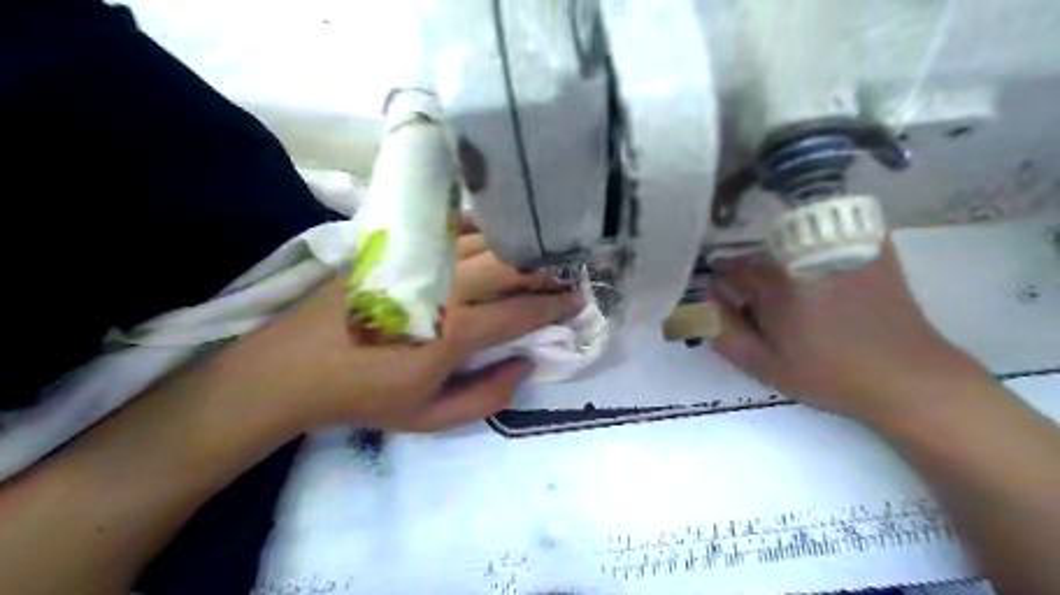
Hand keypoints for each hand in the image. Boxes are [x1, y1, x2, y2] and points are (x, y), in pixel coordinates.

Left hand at [219, 233, 575, 431]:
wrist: (296, 367)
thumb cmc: (367, 396)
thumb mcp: (431, 417)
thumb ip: (487, 396)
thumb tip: (525, 363)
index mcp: (453, 333)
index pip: (520, 312)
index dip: (554, 305)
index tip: (576, 299)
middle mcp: (444, 288)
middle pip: (510, 265)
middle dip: (545, 269)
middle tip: (564, 273)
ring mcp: (420, 261)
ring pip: (485, 241)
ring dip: (518, 247)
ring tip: (537, 253)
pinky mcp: (398, 249)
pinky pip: (449, 229)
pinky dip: (479, 228)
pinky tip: (492, 233)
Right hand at [706, 242, 979, 422]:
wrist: (906, 376)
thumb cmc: (828, 373)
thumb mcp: (763, 364)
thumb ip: (722, 332)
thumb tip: (699, 304)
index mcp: (776, 282)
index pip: (730, 268)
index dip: (722, 284)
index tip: (726, 299)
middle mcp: (805, 254)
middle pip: (760, 254)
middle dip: (750, 275)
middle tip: (760, 305)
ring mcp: (840, 245)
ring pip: (790, 243)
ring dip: (779, 261)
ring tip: (791, 295)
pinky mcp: (869, 246)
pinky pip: (828, 234)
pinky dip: (814, 246)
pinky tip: (822, 274)